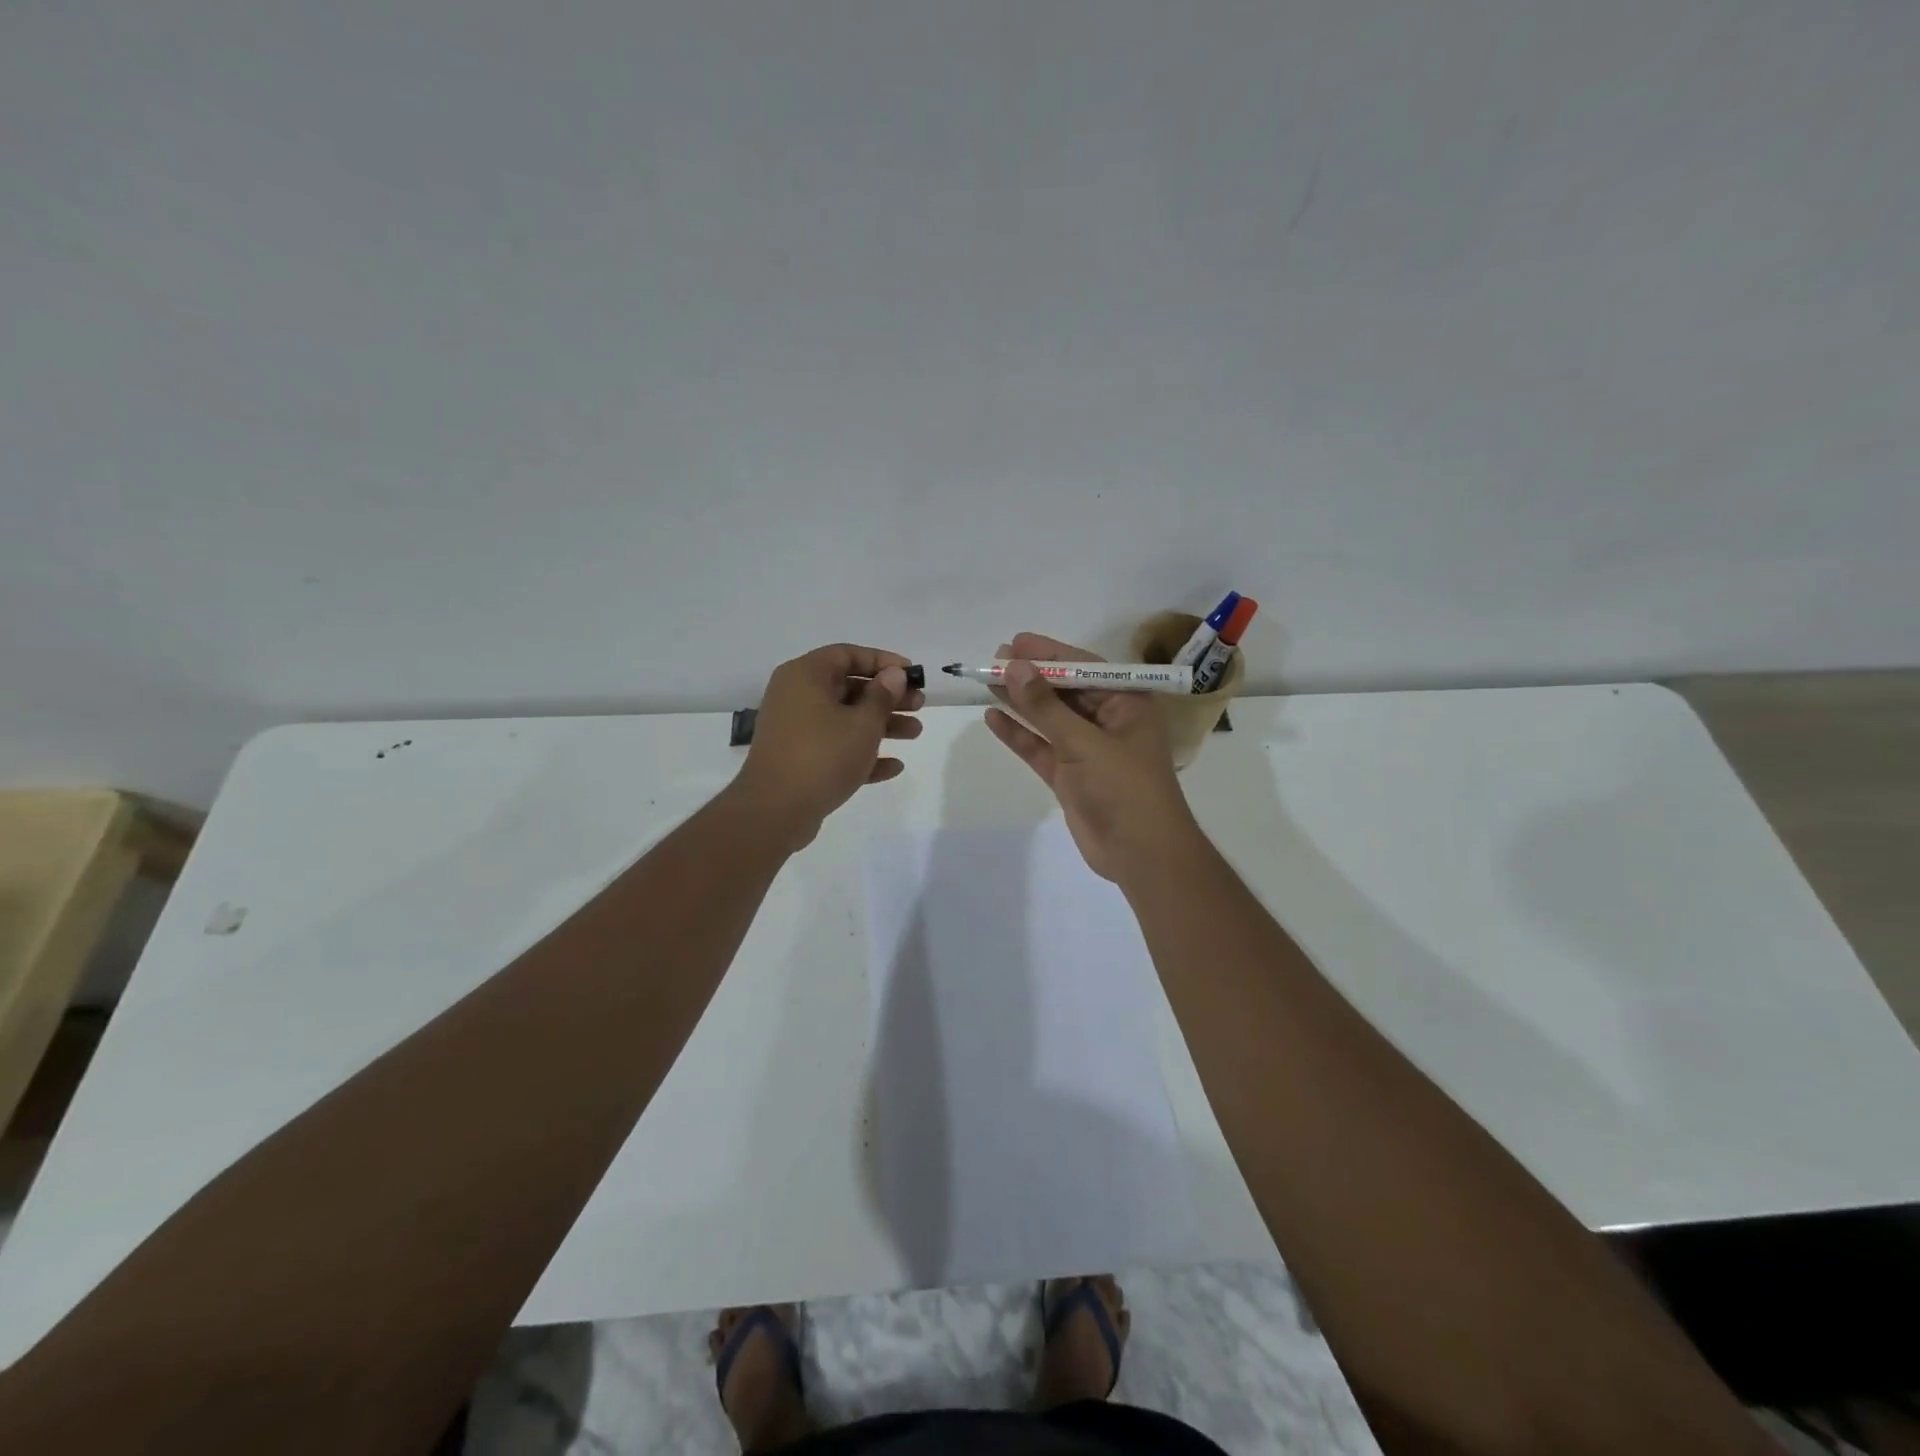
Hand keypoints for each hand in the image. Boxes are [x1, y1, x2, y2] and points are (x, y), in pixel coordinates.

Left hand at [730, 643, 924, 849]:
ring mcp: (795, 728)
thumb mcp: (862, 724)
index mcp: (806, 676)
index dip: (883, 661)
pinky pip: (835, 747)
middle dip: (887, 697)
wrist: (775, 811)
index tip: (912, 674)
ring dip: (881, 725)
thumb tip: (894, 674)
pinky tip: (894, 767)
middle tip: (919, 706)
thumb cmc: (822, 756)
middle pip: (849, 687)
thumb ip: (882, 696)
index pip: (848, 654)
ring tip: (915, 733)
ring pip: (845, 718)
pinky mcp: (798, 758)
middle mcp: (796, 696)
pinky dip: (861, 752)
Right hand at [983, 632, 1197, 882]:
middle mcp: (1108, 721)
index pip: (1084, 668)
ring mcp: (1087, 749)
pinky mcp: (1070, 775)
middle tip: (994, 659)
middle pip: (1064, 691)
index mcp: (1127, 703)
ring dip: (1021, 701)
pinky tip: (993, 717)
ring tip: (988, 680)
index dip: (1049, 654)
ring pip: (1049, 718)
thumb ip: (1045, 706)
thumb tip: (1014, 666)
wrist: (1141, 854)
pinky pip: (1040, 747)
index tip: (1015, 642)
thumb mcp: (1084, 742)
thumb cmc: (1124, 788)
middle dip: (1031, 676)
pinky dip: (1019, 734)